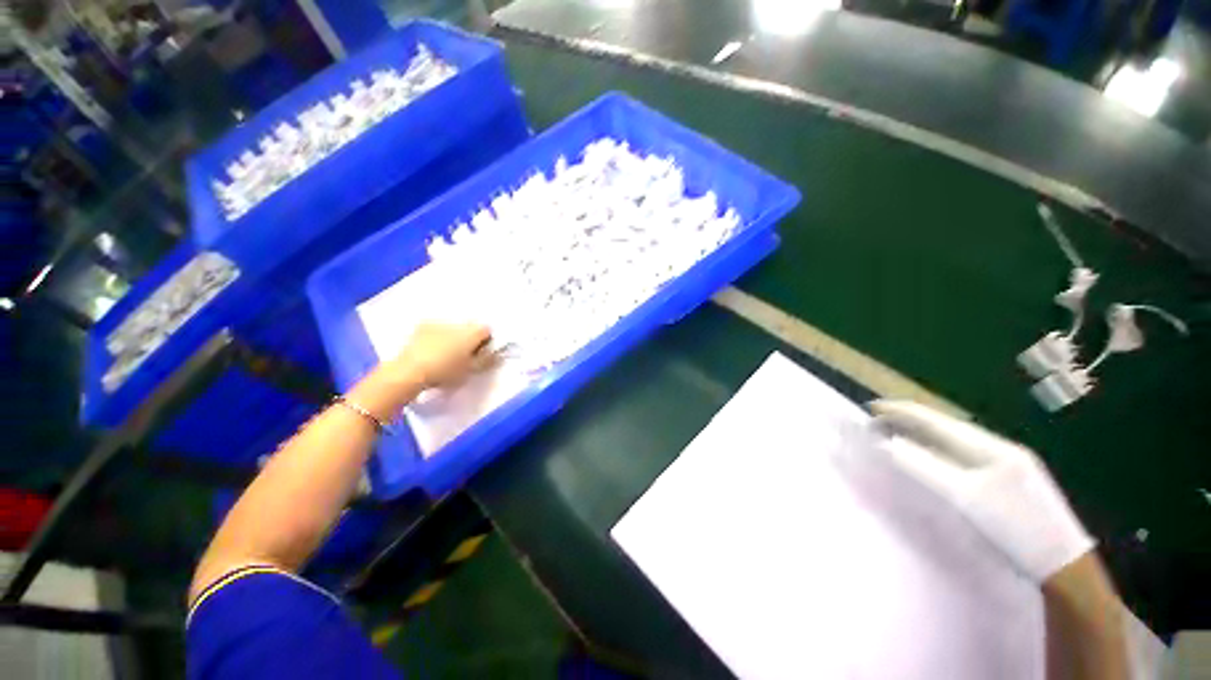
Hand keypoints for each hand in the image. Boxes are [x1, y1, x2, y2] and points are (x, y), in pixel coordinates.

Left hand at [392, 322, 490, 388]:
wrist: (408, 372)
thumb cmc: (444, 372)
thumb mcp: (470, 370)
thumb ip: (487, 360)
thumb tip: (498, 354)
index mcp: (471, 332)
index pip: (486, 330)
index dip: (486, 341)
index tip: (480, 353)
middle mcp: (457, 323)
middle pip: (470, 327)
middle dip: (470, 338)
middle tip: (464, 354)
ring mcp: (438, 323)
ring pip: (453, 327)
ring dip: (453, 336)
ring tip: (445, 353)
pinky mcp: (422, 326)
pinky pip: (437, 328)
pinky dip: (438, 336)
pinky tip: (432, 349)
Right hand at [870, 400, 1093, 582]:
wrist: (1063, 565)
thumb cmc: (1014, 529)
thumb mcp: (965, 497)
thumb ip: (924, 466)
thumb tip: (886, 444)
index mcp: (992, 448)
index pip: (938, 421)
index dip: (903, 411)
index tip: (872, 407)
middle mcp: (1001, 449)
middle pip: (947, 427)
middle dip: (911, 421)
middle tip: (878, 421)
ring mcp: (1010, 465)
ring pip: (957, 442)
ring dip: (925, 436)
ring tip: (897, 434)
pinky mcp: (1011, 482)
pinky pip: (966, 457)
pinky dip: (941, 452)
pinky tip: (933, 457)